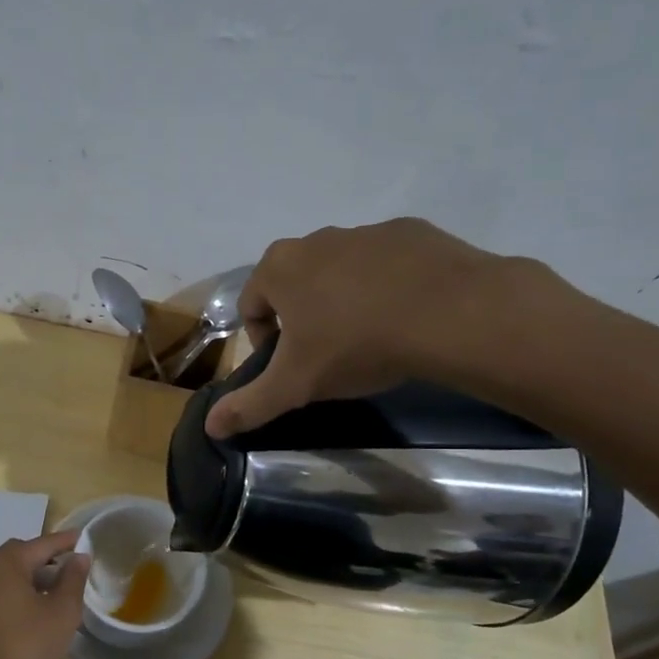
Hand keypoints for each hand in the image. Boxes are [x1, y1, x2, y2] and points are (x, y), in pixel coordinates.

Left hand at [0, 530, 89, 658]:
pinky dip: (20, 592)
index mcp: (8, 562)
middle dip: (47, 558)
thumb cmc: (26, 644)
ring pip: (10, 574)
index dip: (67, 541)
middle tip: (71, 567)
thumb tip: (79, 557)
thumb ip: (73, 580)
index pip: (43, 543)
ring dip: (33, 577)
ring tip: (58, 592)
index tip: (85, 538)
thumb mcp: (62, 611)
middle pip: (22, 554)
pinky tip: (36, 611)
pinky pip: (1, 591)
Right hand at [205, 218, 554, 437]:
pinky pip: (386, 263)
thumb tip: (210, 426)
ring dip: (344, 301)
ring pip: (340, 272)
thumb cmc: (356, 344)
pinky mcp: (410, 232)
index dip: (264, 342)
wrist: (448, 312)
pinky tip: (406, 316)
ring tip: (370, 337)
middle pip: (294, 285)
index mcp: (279, 268)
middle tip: (328, 355)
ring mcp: (365, 231)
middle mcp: (316, 239)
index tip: (290, 368)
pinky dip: (386, 286)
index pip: (252, 306)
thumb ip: (250, 405)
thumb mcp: (296, 385)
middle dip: (303, 318)